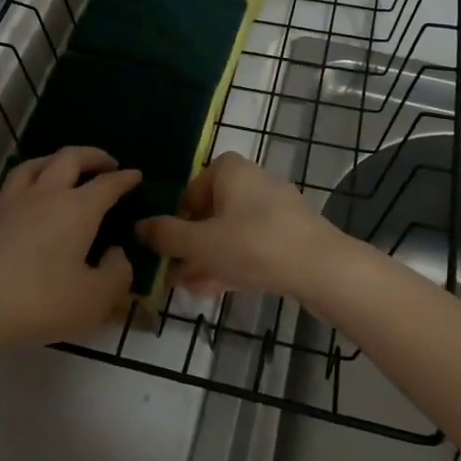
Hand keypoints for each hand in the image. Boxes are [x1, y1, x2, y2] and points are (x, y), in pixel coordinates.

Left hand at [0, 146, 142, 354]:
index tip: (137, 176)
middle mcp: (46, 194)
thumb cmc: (39, 301)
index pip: (108, 184)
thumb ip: (117, 274)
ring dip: (56, 160)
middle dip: (93, 156)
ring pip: (35, 164)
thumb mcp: (94, 299)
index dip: (125, 179)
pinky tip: (24, 194)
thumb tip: (117, 253)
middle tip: (107, 164)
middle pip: (70, 158)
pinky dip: (25, 181)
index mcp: (78, 208)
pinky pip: (9, 186)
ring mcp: (11, 202)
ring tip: (64, 167)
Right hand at [135, 152, 344, 301]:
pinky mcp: (290, 234)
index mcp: (230, 170)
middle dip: (191, 245)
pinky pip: (252, 245)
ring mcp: (276, 208)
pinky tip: (217, 290)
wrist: (321, 269)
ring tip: (190, 288)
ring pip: (231, 232)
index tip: (166, 246)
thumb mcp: (201, 243)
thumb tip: (139, 226)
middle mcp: (253, 181)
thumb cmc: (254, 245)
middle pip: (211, 212)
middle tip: (174, 272)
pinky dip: (233, 262)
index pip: (192, 188)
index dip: (176, 218)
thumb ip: (167, 235)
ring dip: (209, 258)